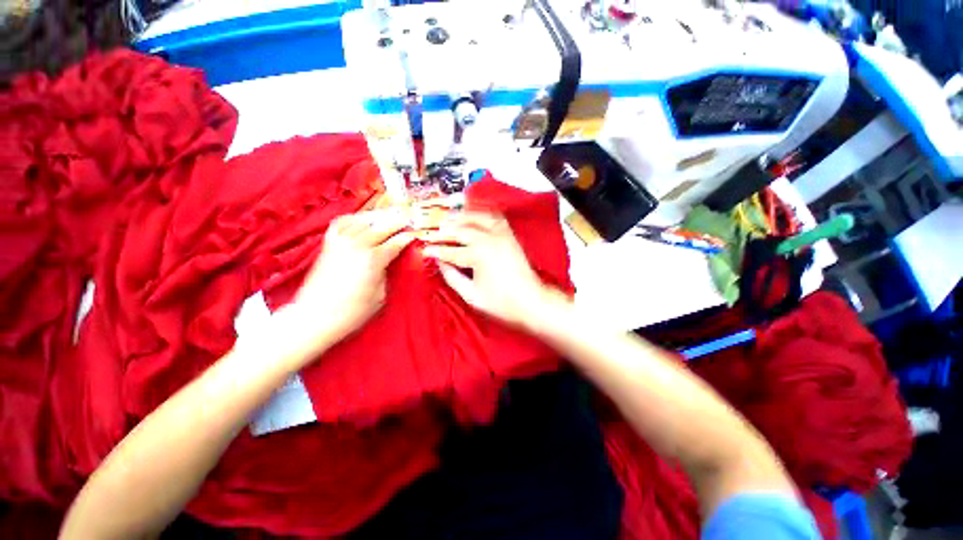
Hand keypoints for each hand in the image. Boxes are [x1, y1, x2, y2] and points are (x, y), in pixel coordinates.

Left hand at [290, 210, 414, 347]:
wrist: (315, 316)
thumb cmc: (351, 311)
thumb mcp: (380, 296)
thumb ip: (386, 274)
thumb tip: (387, 263)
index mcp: (374, 260)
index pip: (396, 243)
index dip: (407, 237)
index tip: (413, 235)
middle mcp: (358, 246)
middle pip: (382, 227)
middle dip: (397, 222)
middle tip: (406, 219)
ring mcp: (341, 243)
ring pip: (363, 221)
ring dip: (377, 217)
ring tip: (387, 216)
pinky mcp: (328, 245)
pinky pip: (341, 223)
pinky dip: (353, 218)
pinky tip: (360, 219)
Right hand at [422, 212, 556, 328]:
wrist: (531, 301)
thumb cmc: (501, 303)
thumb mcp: (471, 295)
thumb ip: (452, 277)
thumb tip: (440, 263)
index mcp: (478, 255)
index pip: (450, 250)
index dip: (435, 250)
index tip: (424, 250)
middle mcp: (489, 239)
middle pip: (461, 229)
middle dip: (444, 230)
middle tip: (432, 232)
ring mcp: (502, 235)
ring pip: (477, 218)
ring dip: (461, 217)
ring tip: (449, 219)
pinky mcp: (510, 236)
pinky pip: (495, 218)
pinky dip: (482, 214)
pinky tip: (475, 215)